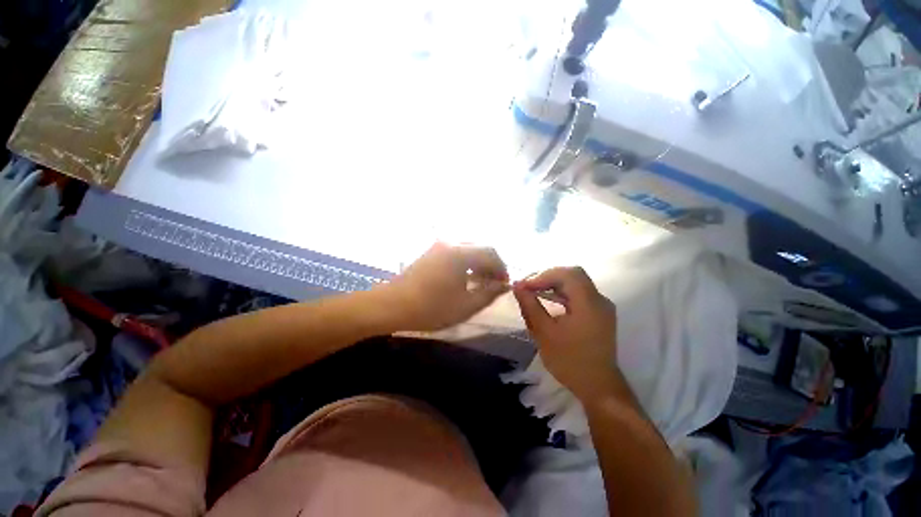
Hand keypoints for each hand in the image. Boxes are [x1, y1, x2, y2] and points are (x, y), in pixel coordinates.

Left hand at [382, 242, 508, 331]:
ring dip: (478, 264)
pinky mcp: (430, 253)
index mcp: (460, 253)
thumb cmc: (430, 308)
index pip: (491, 253)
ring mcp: (438, 247)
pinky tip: (463, 279)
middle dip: (490, 265)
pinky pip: (455, 253)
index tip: (504, 284)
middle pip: (479, 248)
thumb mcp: (465, 306)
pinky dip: (465, 263)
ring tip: (479, 283)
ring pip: (467, 250)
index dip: (501, 268)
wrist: (391, 305)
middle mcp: (450, 243)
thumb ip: (488, 294)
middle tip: (493, 284)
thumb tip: (504, 286)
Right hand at [513, 267, 618, 402]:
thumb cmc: (569, 361)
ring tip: (532, 290)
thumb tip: (517, 286)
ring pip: (575, 283)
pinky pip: (578, 294)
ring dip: (553, 283)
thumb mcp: (544, 333)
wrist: (598, 387)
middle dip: (547, 276)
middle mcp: (599, 299)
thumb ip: (530, 306)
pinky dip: (560, 292)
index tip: (524, 285)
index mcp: (589, 303)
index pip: (567, 274)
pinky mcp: (598, 313)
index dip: (543, 275)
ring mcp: (601, 306)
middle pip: (572, 274)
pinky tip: (546, 298)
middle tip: (527, 285)